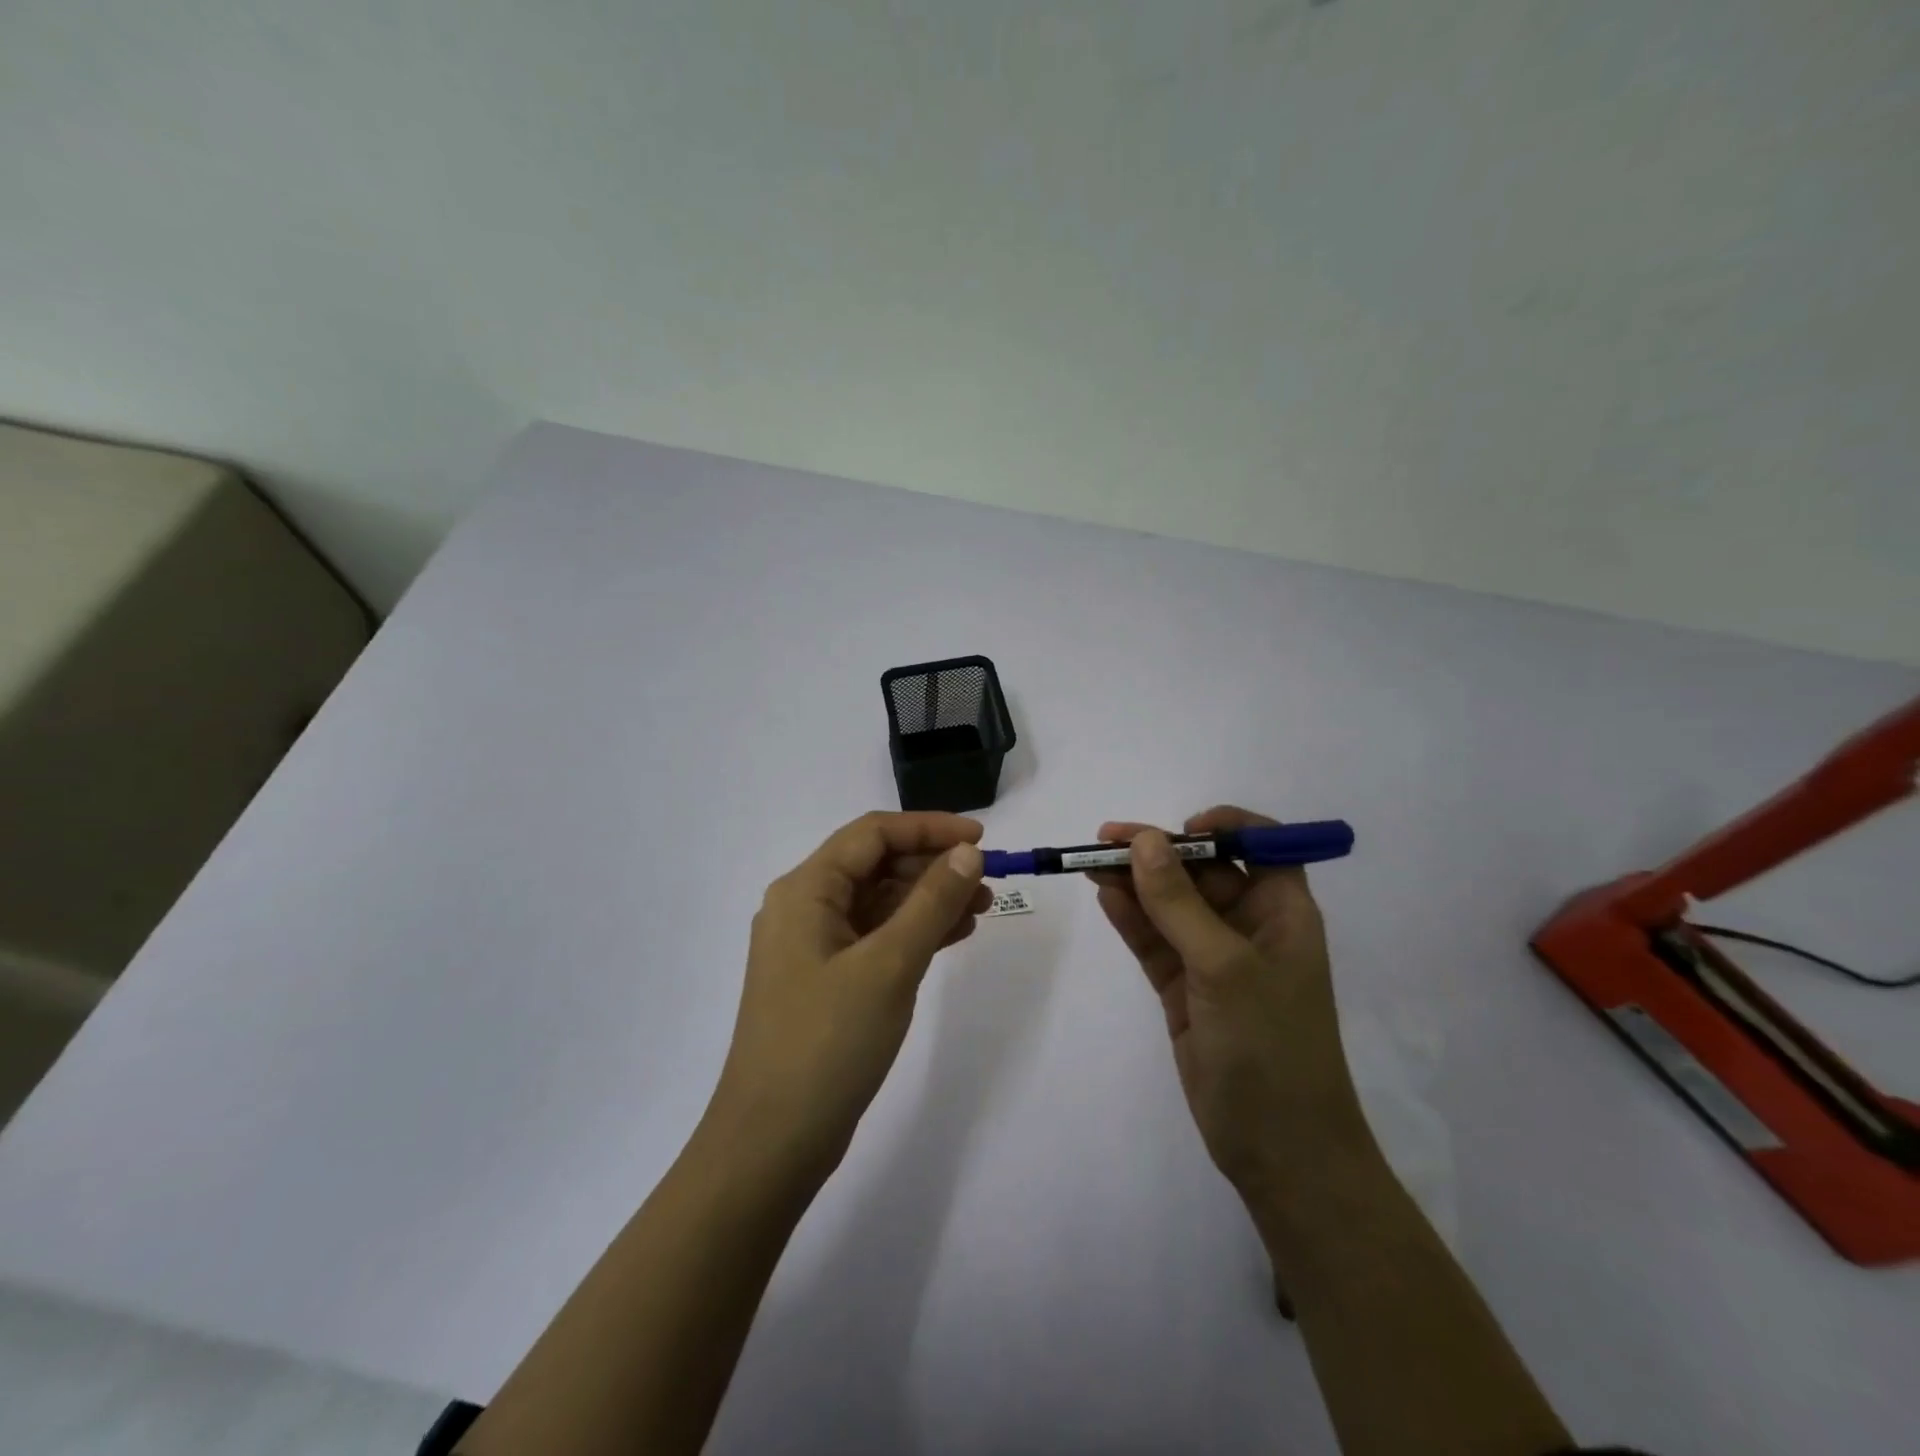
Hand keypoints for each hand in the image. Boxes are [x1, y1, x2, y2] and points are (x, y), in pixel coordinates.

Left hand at [706, 811, 990, 1181]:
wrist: (772, 1143)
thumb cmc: (828, 1043)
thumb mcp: (889, 965)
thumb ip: (932, 902)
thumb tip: (968, 853)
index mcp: (805, 890)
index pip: (872, 834)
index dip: (929, 828)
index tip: (981, 839)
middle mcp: (803, 908)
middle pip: (875, 865)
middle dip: (932, 866)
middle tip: (987, 881)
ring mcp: (812, 947)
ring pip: (878, 903)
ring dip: (928, 900)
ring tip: (981, 909)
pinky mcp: (825, 981)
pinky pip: (875, 938)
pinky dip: (913, 932)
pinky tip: (953, 936)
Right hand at [1090, 807, 1369, 1204]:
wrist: (1279, 1150)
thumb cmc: (1270, 1045)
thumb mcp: (1224, 966)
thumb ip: (1179, 903)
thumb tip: (1143, 841)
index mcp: (1282, 911)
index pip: (1260, 845)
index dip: (1224, 827)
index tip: (1180, 828)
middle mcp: (1249, 926)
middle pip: (1200, 871)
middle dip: (1157, 853)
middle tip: (1104, 841)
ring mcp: (1212, 958)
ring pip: (1169, 905)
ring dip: (1134, 882)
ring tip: (1090, 863)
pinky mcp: (1184, 988)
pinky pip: (1154, 940)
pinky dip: (1130, 919)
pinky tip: (1104, 896)